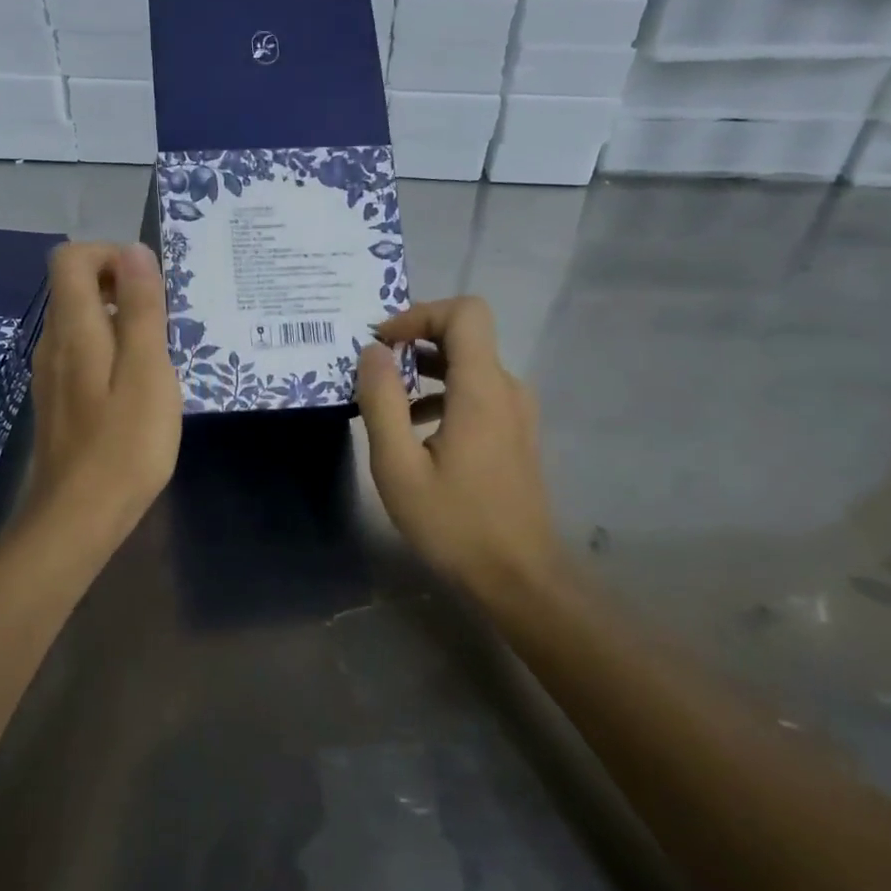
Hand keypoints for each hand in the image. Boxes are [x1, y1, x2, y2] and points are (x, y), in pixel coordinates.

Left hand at [23, 242, 181, 547]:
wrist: (78, 518)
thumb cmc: (124, 445)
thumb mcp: (148, 371)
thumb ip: (141, 308)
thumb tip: (135, 251)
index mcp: (73, 328)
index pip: (71, 258)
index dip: (111, 255)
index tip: (150, 284)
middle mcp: (52, 342)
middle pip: (74, 286)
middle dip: (120, 286)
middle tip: (164, 320)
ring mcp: (51, 374)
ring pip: (80, 321)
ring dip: (119, 320)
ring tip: (158, 353)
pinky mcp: (58, 400)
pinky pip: (82, 353)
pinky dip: (111, 350)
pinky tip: (139, 387)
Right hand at [356, 297, 561, 593]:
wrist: (518, 577)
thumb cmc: (454, 524)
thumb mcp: (398, 467)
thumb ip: (382, 402)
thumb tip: (372, 352)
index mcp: (481, 390)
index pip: (465, 313)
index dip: (421, 313)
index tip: (383, 342)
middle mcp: (506, 389)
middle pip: (466, 334)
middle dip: (416, 338)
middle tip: (374, 366)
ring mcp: (515, 412)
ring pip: (470, 364)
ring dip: (426, 369)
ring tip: (386, 398)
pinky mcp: (514, 433)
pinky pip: (477, 392)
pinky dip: (442, 393)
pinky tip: (414, 429)